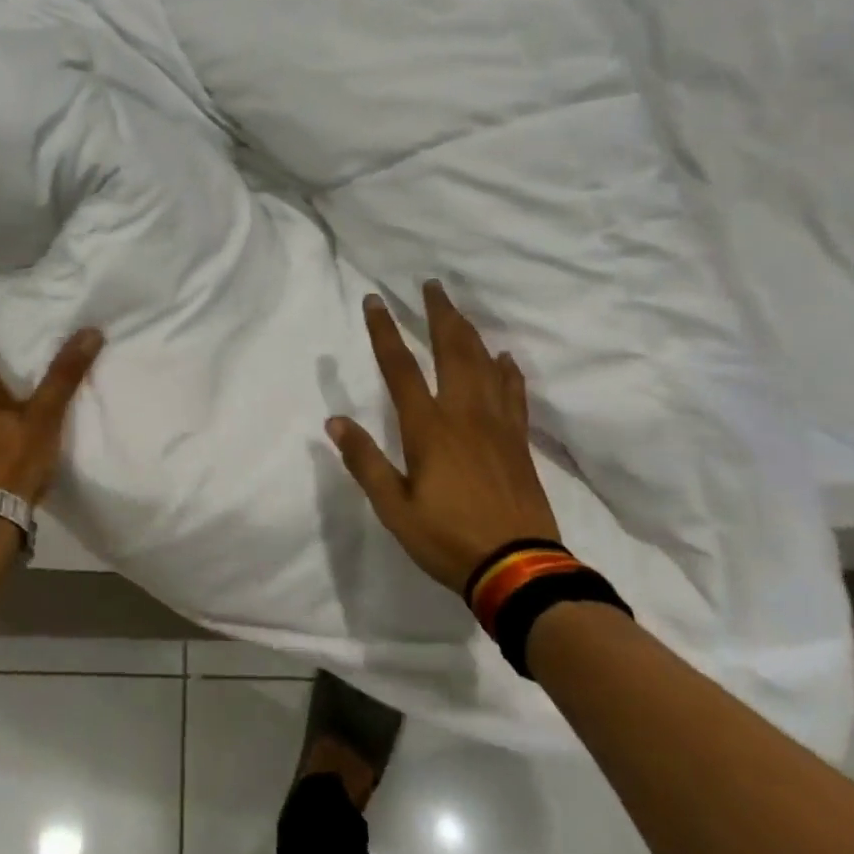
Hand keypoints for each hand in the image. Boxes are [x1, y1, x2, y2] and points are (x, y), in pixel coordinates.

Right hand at [326, 281, 561, 594]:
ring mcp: (496, 425)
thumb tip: (335, 421)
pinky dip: (507, 371)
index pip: (400, 367)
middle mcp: (463, 414)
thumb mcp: (394, 508)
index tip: (375, 301)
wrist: (518, 568)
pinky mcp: (518, 441)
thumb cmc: (447, 539)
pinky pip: (513, 394)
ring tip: (458, 310)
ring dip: (469, 332)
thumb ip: (365, 462)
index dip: (384, 331)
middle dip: (439, 315)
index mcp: (428, 428)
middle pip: (451, 351)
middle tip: (431, 285)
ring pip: (484, 364)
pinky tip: (504, 358)